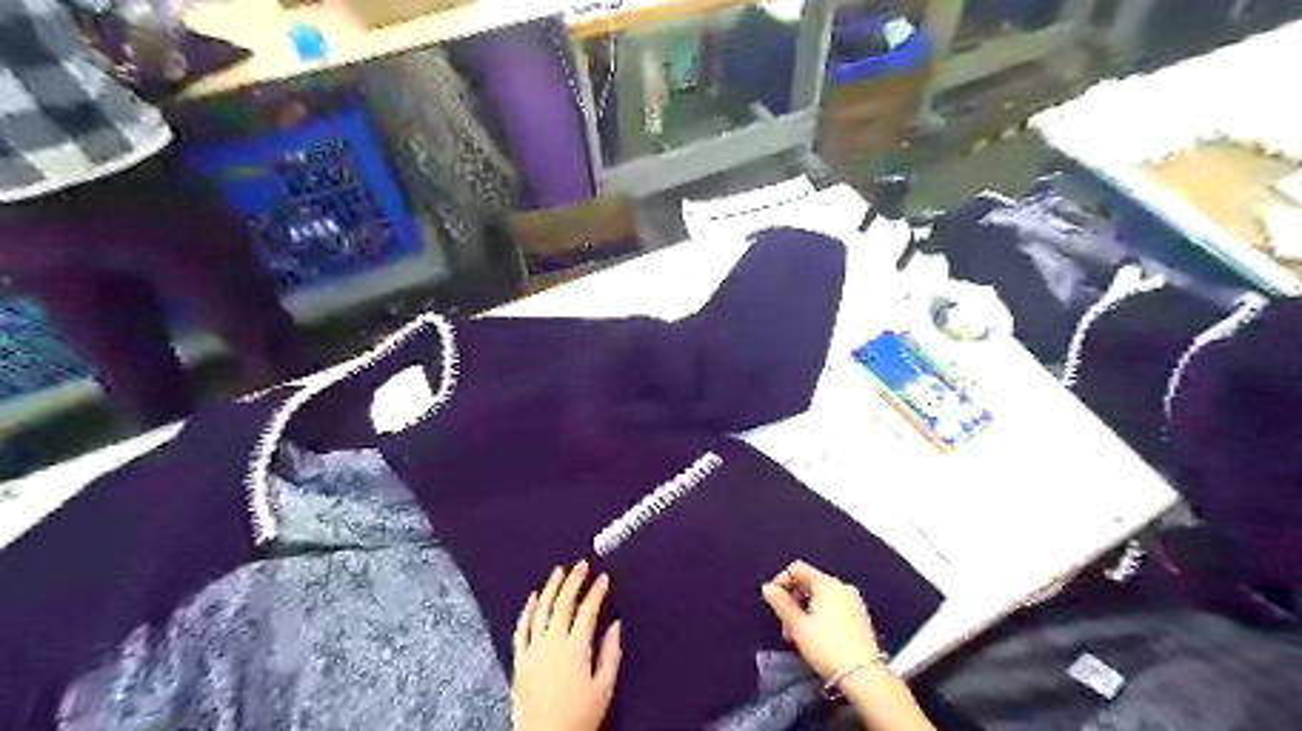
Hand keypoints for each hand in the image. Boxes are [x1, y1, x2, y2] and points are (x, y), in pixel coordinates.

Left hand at [511, 564, 621, 729]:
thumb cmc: (578, 717)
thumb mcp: (604, 688)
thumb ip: (610, 653)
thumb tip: (615, 627)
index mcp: (576, 647)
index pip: (588, 610)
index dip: (597, 591)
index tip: (603, 578)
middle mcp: (553, 643)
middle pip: (563, 603)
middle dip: (574, 581)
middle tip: (581, 565)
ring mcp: (534, 650)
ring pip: (541, 609)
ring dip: (551, 587)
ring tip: (558, 571)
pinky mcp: (520, 660)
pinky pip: (522, 628)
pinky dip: (527, 610)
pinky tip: (533, 597)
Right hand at [764, 564, 885, 682]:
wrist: (864, 676)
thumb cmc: (827, 648)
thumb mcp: (797, 625)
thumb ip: (780, 602)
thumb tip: (768, 588)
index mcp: (827, 583)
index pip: (797, 569)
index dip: (780, 581)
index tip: (772, 601)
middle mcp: (842, 587)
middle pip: (808, 582)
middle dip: (792, 600)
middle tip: (786, 624)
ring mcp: (853, 602)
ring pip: (820, 596)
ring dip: (804, 610)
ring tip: (799, 634)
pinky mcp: (860, 617)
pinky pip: (833, 607)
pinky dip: (820, 616)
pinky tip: (816, 636)